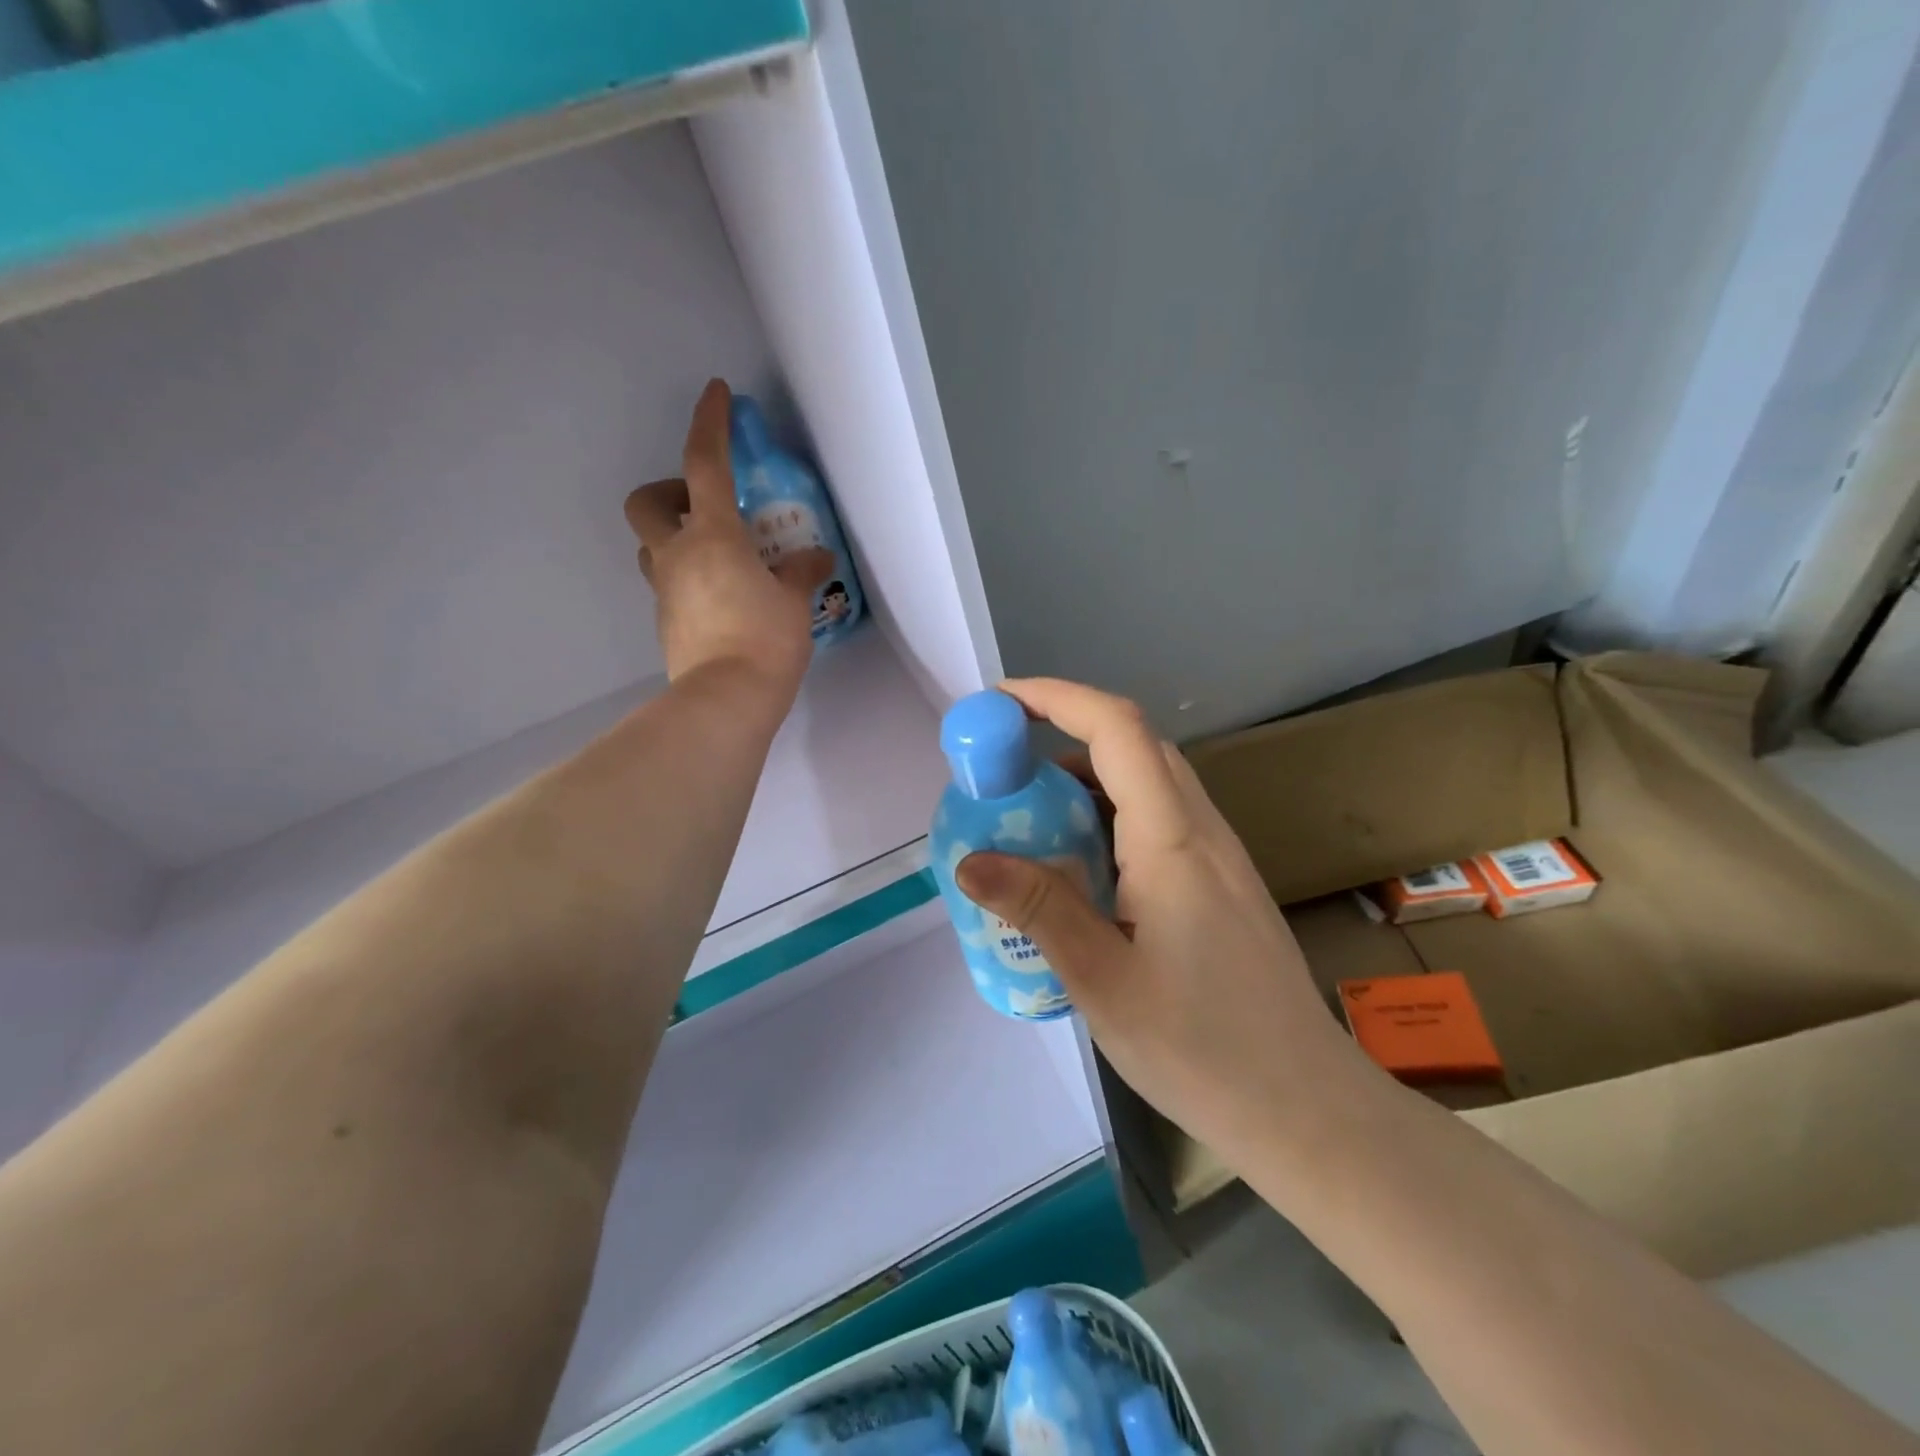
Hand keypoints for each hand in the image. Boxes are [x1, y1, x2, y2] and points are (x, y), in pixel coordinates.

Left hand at [625, 380, 831, 697]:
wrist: (726, 701)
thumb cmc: (765, 641)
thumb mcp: (794, 602)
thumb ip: (801, 572)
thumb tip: (816, 557)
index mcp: (712, 535)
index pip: (704, 463)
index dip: (710, 423)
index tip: (716, 393)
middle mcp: (677, 554)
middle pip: (647, 502)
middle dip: (667, 491)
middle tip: (704, 507)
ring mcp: (665, 590)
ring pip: (651, 546)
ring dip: (675, 538)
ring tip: (718, 557)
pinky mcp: (666, 622)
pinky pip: (669, 584)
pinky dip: (689, 578)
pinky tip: (723, 599)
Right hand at [954, 679, 1368, 1159]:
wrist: (1307, 1109)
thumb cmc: (1202, 1048)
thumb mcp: (1103, 981)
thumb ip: (1039, 909)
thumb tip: (969, 861)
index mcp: (1172, 840)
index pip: (1117, 728)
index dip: (1055, 698)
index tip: (997, 705)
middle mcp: (1201, 830)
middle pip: (1134, 744)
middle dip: (1064, 732)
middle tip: (1003, 766)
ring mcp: (1218, 856)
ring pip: (1149, 780)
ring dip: (1086, 776)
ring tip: (1030, 816)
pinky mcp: (1221, 883)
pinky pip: (1159, 819)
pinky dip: (1109, 815)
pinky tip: (1080, 867)